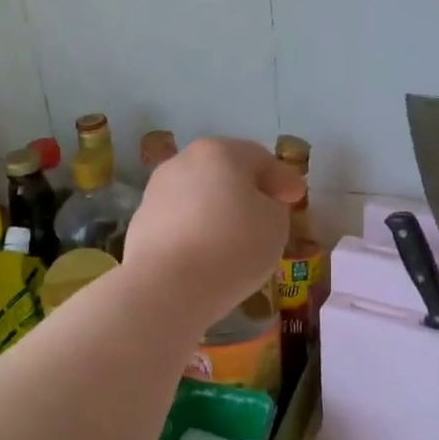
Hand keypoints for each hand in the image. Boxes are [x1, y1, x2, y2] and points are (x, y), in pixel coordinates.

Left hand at [122, 138, 302, 327]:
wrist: (166, 287)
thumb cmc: (232, 246)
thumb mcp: (275, 224)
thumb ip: (273, 207)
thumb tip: (259, 205)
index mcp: (220, 152)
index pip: (260, 158)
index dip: (283, 178)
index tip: (297, 197)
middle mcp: (183, 162)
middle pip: (224, 171)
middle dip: (247, 189)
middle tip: (268, 211)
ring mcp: (156, 191)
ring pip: (199, 195)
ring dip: (218, 209)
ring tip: (236, 235)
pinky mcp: (141, 223)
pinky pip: (180, 221)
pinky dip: (197, 229)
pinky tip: (208, 252)